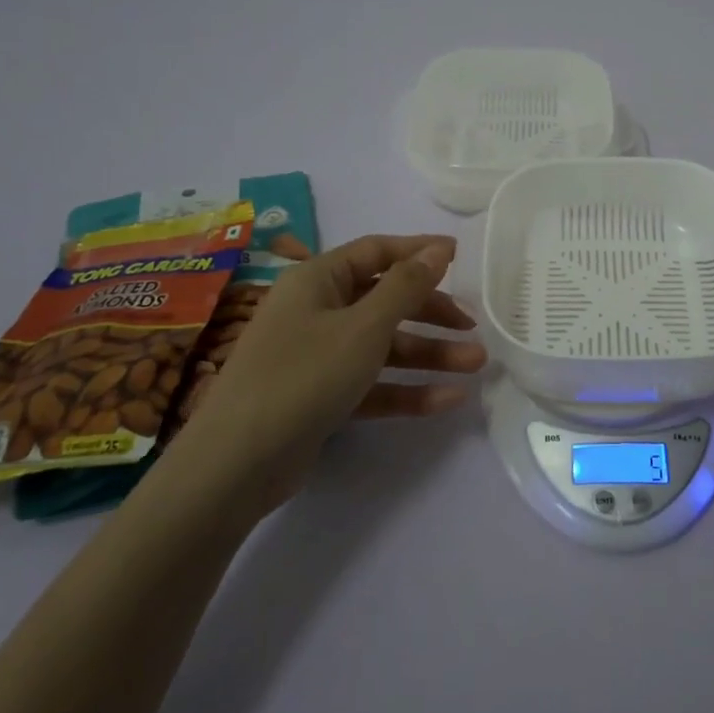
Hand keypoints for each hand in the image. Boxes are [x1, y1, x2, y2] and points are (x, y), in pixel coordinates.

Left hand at [170, 234, 486, 507]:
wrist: (237, 464)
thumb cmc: (304, 375)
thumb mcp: (365, 326)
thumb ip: (407, 286)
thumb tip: (439, 248)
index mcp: (318, 280)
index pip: (377, 252)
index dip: (419, 252)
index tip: (461, 257)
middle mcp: (317, 311)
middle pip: (385, 301)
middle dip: (432, 313)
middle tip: (473, 326)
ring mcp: (317, 356)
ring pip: (383, 346)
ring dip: (429, 354)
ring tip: (476, 364)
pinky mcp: (322, 397)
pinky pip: (372, 384)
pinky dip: (407, 389)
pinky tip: (449, 399)